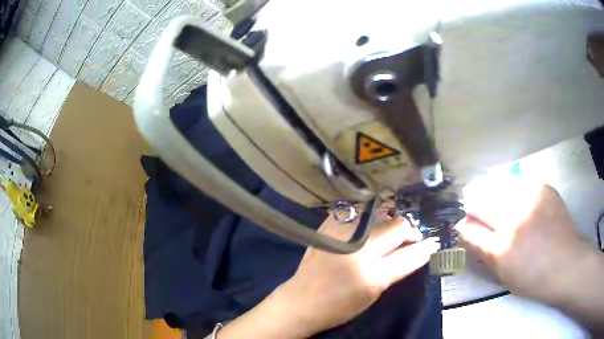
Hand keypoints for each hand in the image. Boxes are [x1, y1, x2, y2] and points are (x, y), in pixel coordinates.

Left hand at [274, 214, 439, 336]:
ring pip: (381, 216)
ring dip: (389, 225)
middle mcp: (358, 249)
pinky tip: (368, 231)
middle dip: (408, 232)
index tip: (431, 243)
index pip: (410, 253)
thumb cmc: (341, 305)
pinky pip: (359, 214)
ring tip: (388, 236)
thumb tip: (421, 249)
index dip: (424, 246)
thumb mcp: (375, 292)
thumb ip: (399, 268)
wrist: (302, 300)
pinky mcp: (329, 226)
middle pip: (397, 226)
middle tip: (408, 239)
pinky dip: (369, 221)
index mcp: (372, 274)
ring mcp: (342, 233)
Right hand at [456, 180, 597, 305]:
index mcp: (501, 249)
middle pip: (481, 201)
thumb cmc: (532, 278)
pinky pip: (517, 182)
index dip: (464, 223)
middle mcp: (513, 220)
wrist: (566, 263)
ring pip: (497, 186)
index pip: (470, 228)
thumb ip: (482, 249)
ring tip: (488, 196)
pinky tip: (511, 194)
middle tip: (470, 203)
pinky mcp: (542, 187)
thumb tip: (465, 228)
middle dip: (472, 203)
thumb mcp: (502, 273)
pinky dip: (508, 187)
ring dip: (488, 190)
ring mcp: (529, 199)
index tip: (463, 222)